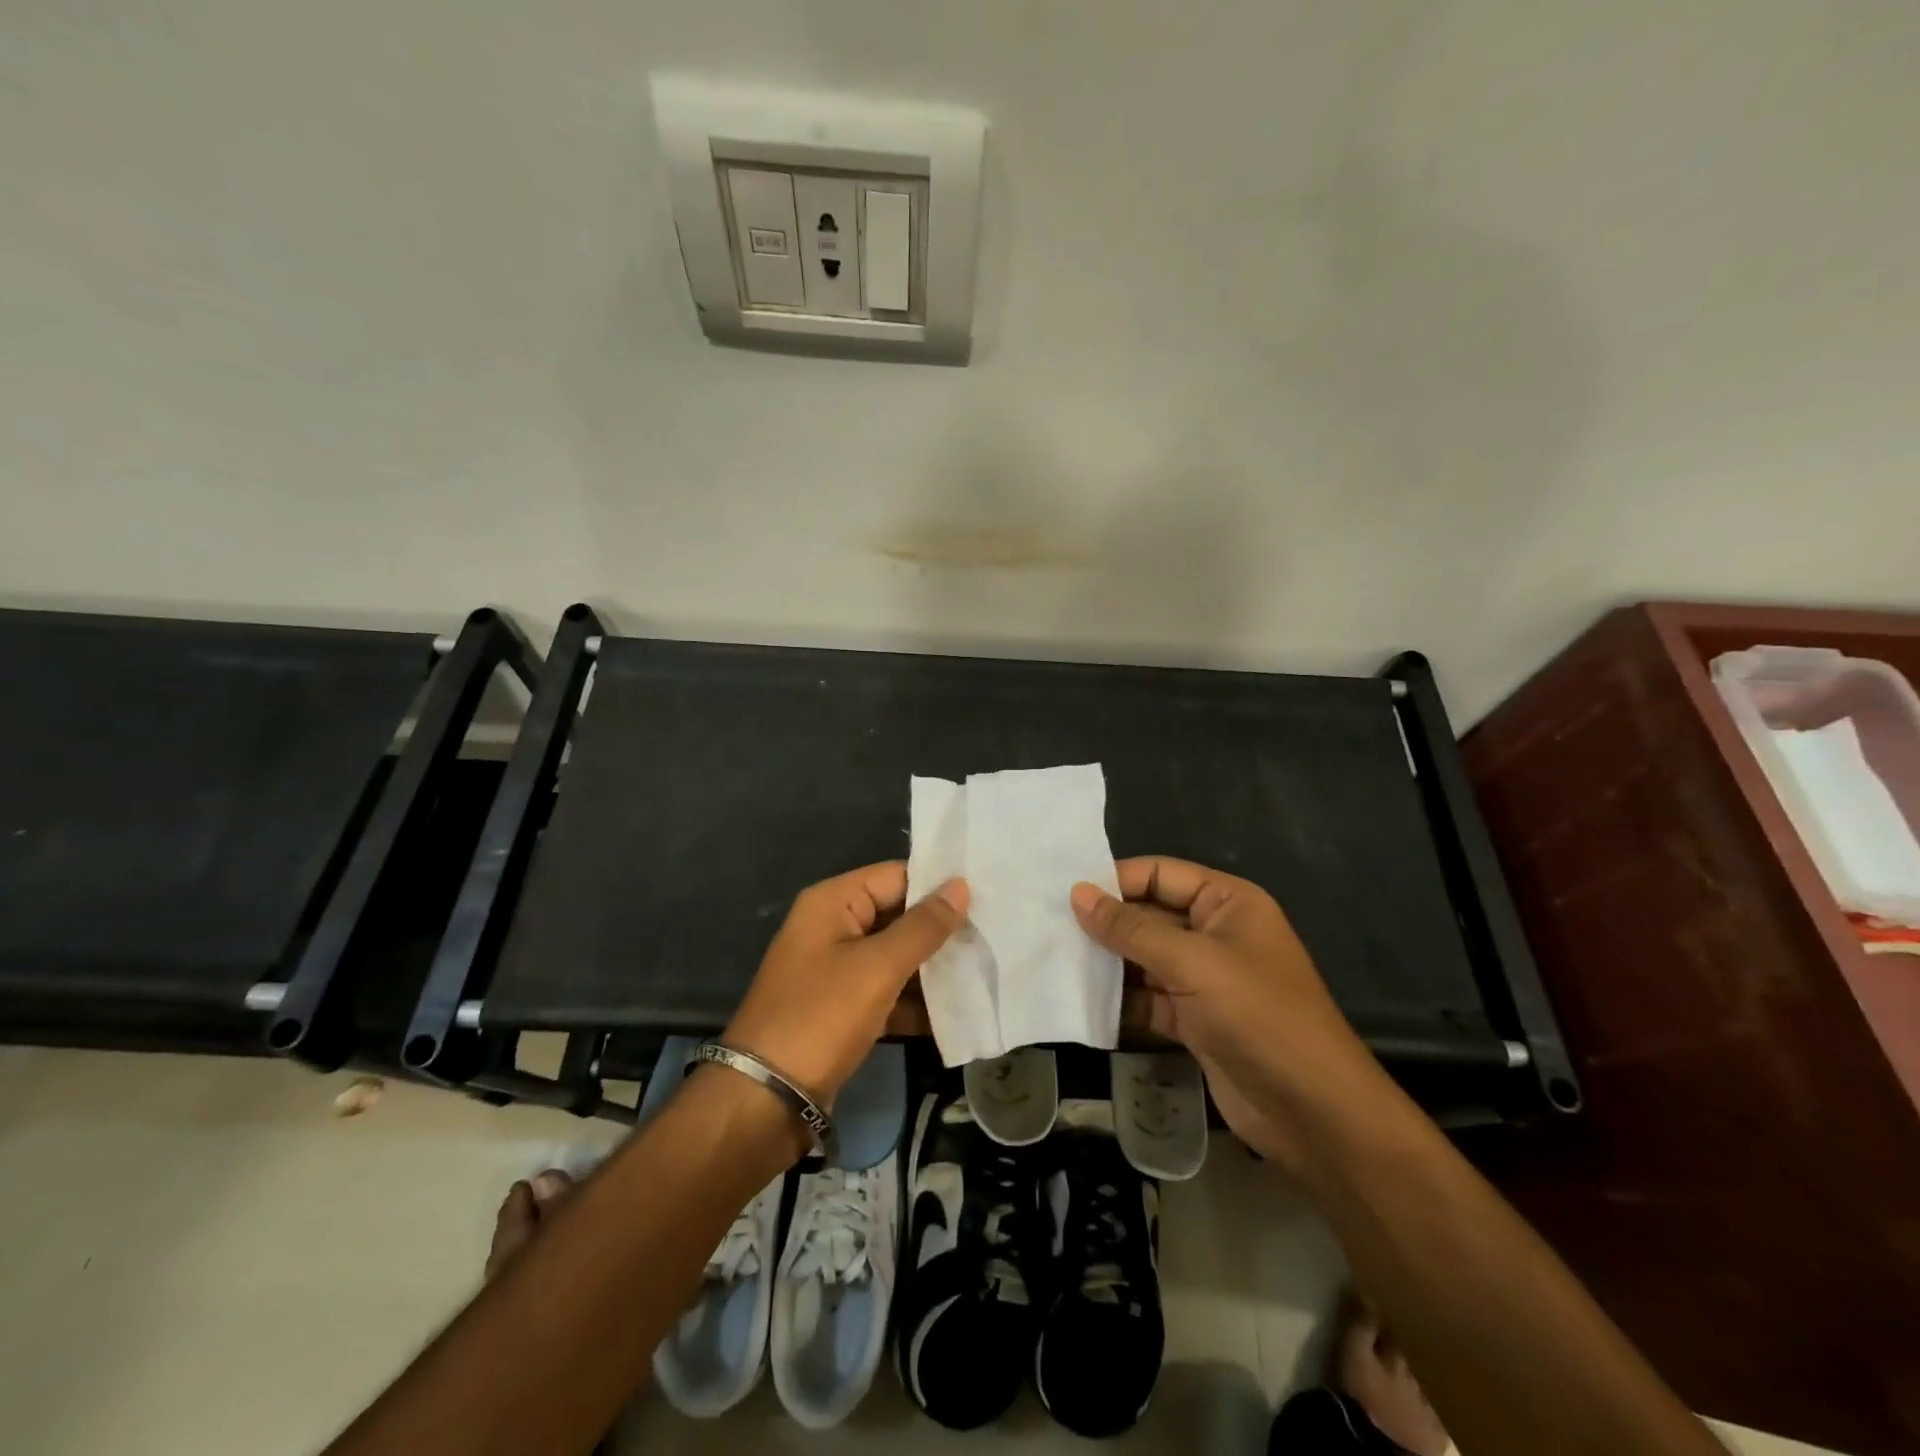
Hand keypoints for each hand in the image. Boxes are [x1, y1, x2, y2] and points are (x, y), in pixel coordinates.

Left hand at [725, 863, 967, 1104]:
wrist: (766, 1099)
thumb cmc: (821, 1017)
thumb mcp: (878, 967)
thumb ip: (923, 926)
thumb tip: (960, 886)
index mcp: (833, 902)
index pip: (896, 876)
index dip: (939, 885)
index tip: (988, 895)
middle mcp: (833, 928)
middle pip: (897, 915)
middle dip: (941, 929)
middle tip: (994, 934)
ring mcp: (837, 970)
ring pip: (896, 956)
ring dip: (933, 967)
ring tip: (986, 968)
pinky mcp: (843, 1008)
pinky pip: (887, 991)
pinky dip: (915, 1001)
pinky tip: (958, 1012)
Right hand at [1071, 856, 1379, 1167]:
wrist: (1312, 1112)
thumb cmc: (1257, 1015)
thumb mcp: (1192, 962)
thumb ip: (1131, 928)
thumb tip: (1078, 894)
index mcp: (1226, 903)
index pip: (1160, 874)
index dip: (1115, 880)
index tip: (1064, 892)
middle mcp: (1215, 933)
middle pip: (1149, 916)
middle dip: (1105, 923)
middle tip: (1047, 925)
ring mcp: (1205, 979)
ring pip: (1144, 959)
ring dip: (1107, 962)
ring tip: (1053, 958)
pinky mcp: (1195, 1019)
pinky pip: (1148, 998)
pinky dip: (1120, 999)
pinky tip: (1079, 999)